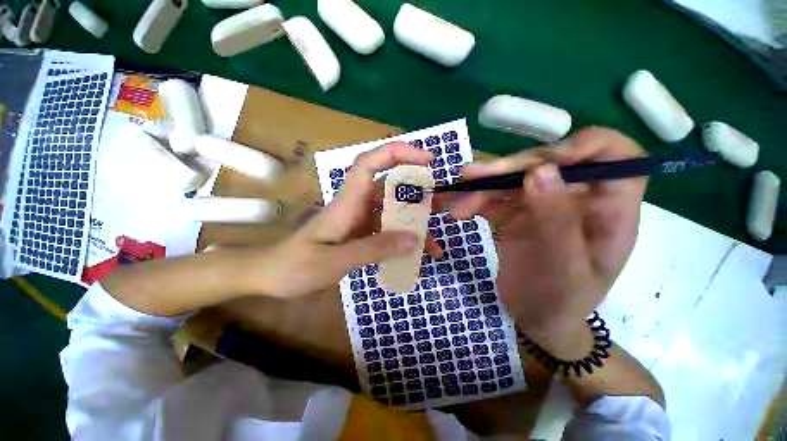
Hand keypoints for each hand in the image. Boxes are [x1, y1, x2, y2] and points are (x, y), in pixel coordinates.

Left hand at [255, 142, 438, 297]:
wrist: (272, 276)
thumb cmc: (296, 266)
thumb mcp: (335, 260)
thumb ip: (374, 249)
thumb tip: (414, 240)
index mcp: (347, 203)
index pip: (370, 163)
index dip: (397, 153)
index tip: (426, 159)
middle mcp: (356, 206)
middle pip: (390, 189)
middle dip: (418, 195)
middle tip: (443, 207)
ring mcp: (359, 220)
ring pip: (392, 214)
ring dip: (413, 226)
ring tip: (434, 246)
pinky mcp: (360, 234)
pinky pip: (387, 232)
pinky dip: (401, 242)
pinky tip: (413, 257)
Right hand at [448, 128, 647, 357]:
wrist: (535, 318)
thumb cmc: (561, 302)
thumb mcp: (564, 270)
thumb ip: (557, 221)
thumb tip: (539, 171)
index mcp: (609, 209)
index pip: (615, 155)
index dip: (581, 147)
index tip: (539, 165)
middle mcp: (578, 199)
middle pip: (548, 163)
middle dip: (508, 169)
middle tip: (470, 177)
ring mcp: (544, 205)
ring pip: (514, 179)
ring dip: (483, 185)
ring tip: (455, 196)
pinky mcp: (518, 214)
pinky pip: (496, 198)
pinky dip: (475, 200)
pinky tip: (458, 209)